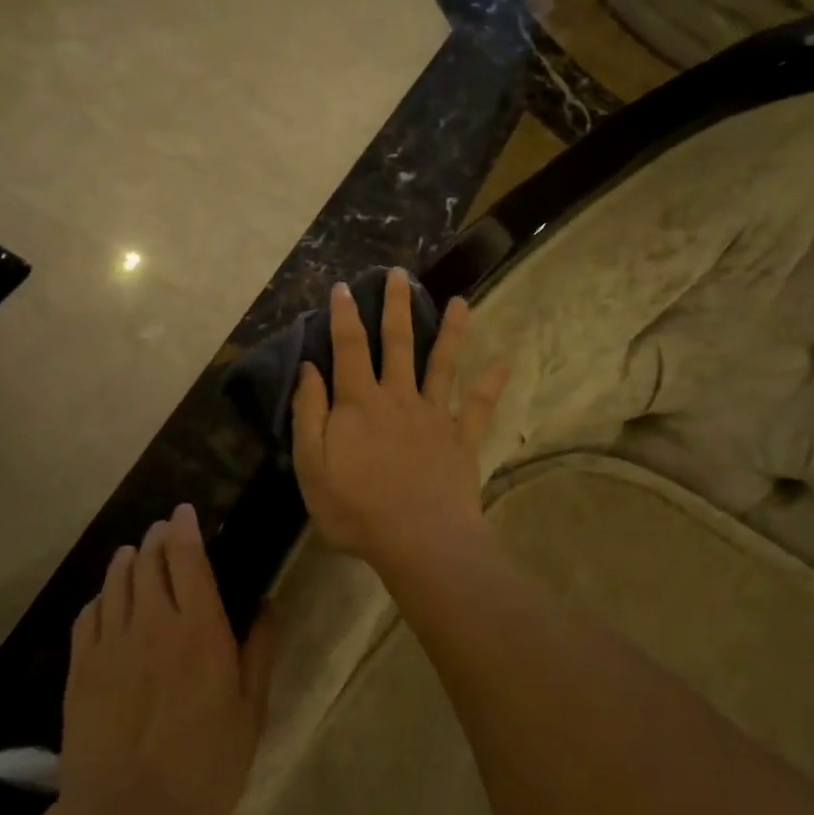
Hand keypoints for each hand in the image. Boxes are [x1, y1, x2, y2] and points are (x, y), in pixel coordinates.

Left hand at [61, 504, 275, 814]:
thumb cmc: (203, 766)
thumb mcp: (250, 712)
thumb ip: (260, 652)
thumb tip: (268, 605)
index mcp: (198, 627)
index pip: (187, 557)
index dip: (185, 528)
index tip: (184, 511)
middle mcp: (152, 621)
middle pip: (148, 561)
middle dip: (156, 538)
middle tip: (163, 531)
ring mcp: (111, 643)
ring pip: (116, 582)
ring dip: (126, 560)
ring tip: (133, 553)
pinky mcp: (80, 669)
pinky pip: (87, 616)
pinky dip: (99, 597)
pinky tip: (104, 600)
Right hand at [292, 268, 508, 565]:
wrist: (419, 540)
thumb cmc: (356, 508)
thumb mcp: (312, 466)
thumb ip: (309, 414)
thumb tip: (309, 367)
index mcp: (359, 403)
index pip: (349, 348)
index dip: (344, 315)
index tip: (344, 286)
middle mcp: (399, 397)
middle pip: (398, 342)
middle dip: (397, 306)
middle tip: (400, 274)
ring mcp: (434, 415)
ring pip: (443, 364)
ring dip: (451, 331)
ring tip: (461, 302)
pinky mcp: (461, 438)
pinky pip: (478, 406)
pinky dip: (491, 384)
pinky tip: (504, 362)